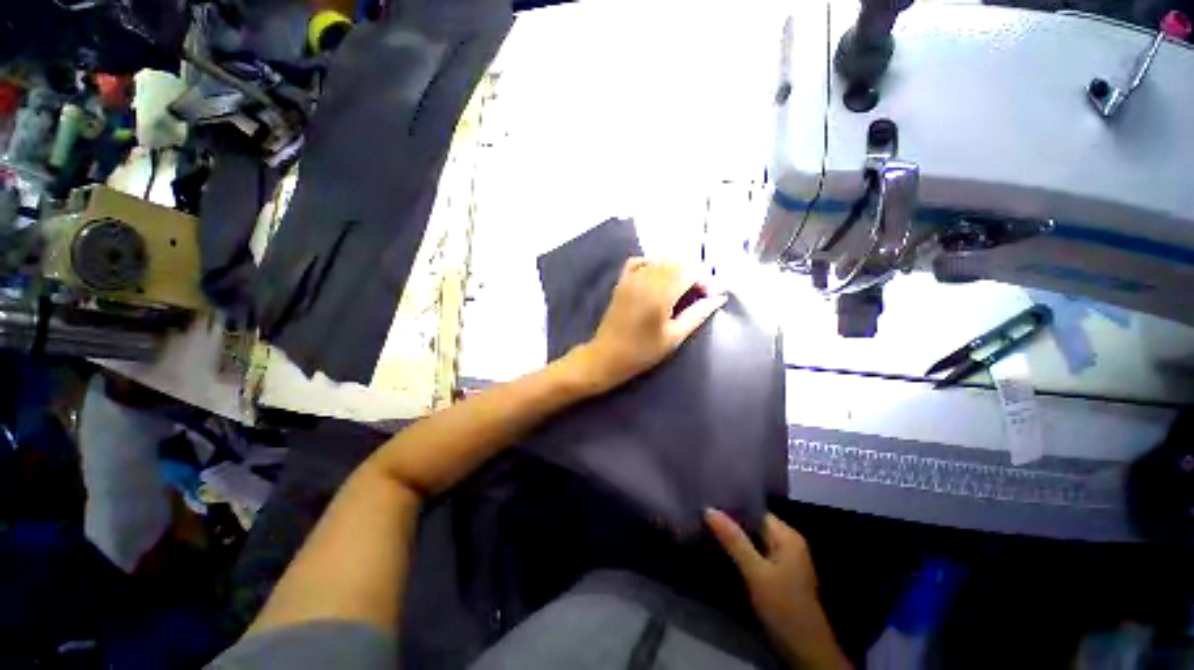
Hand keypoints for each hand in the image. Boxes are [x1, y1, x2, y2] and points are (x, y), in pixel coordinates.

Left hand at [574, 258, 725, 392]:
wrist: (608, 356)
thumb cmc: (643, 352)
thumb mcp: (674, 337)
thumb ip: (697, 314)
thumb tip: (719, 298)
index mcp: (660, 294)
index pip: (689, 272)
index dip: (704, 280)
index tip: (710, 295)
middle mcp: (646, 280)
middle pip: (676, 263)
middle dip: (692, 274)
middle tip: (699, 293)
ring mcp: (631, 279)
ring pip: (659, 260)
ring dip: (675, 269)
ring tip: (681, 288)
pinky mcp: (621, 282)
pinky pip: (638, 261)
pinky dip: (651, 263)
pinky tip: (657, 276)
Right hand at [705, 509, 850, 669]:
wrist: (806, 652)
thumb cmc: (784, 608)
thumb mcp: (756, 573)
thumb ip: (734, 540)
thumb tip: (709, 509)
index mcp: (787, 536)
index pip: (755, 510)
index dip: (731, 505)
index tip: (706, 500)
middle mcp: (787, 542)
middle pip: (754, 523)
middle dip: (730, 520)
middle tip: (701, 513)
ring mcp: (784, 559)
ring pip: (753, 538)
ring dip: (733, 535)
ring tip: (705, 526)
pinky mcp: (778, 573)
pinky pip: (755, 552)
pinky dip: (740, 549)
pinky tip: (721, 548)